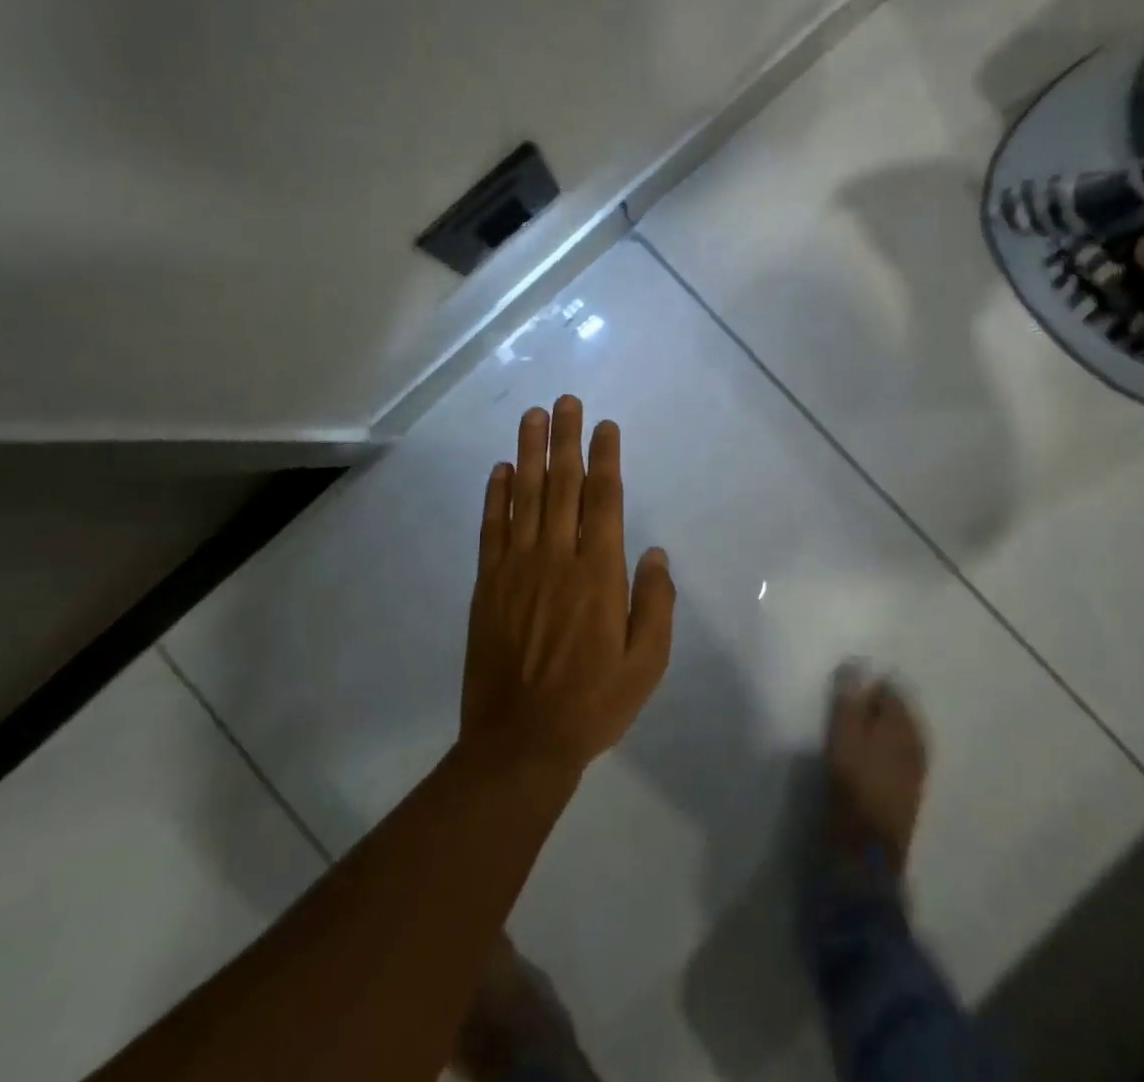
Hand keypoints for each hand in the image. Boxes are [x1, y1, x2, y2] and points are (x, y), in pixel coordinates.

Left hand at [460, 396, 674, 776]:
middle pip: (562, 485)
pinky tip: (500, 469)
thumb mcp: (647, 664)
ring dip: (529, 452)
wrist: (520, 742)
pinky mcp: (487, 584)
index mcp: (599, 574)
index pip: (604, 500)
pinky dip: (495, 496)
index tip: (605, 427)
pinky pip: (491, 529)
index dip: (604, 459)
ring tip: (533, 416)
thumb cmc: (593, 703)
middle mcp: (557, 558)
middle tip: (566, 401)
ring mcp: (517, 568)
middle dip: (566, 439)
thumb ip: (656, 603)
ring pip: (524, 496)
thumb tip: (654, 553)